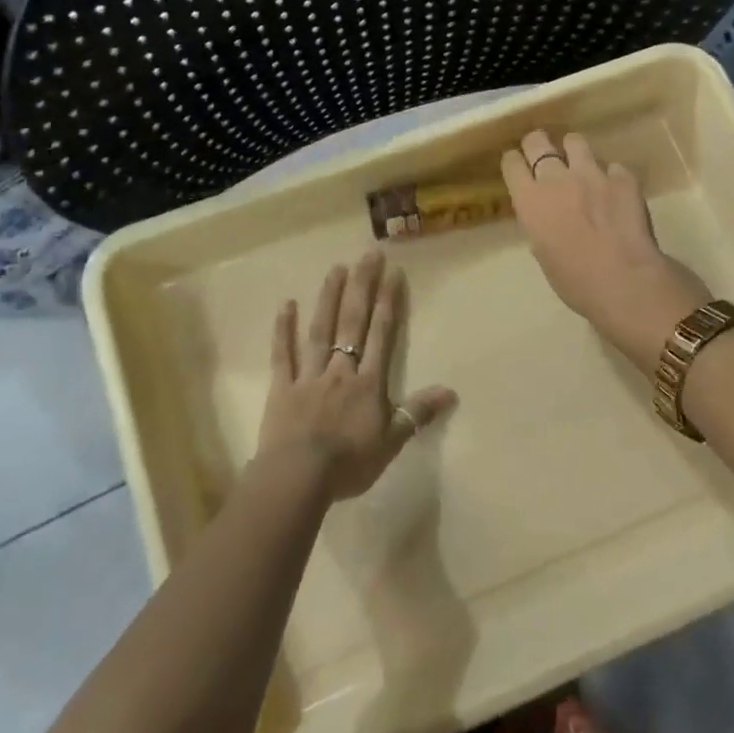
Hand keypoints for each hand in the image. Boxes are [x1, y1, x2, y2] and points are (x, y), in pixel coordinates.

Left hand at [257, 251, 457, 501]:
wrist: (299, 477)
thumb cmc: (349, 463)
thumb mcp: (391, 442)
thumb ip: (417, 413)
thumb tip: (450, 391)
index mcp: (368, 382)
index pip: (381, 334)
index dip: (388, 302)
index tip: (392, 272)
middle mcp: (340, 369)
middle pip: (353, 322)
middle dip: (362, 287)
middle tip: (368, 255)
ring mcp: (309, 375)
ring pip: (320, 330)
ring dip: (329, 298)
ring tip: (336, 268)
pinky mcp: (283, 387)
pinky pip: (283, 355)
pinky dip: (283, 329)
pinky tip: (286, 304)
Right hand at [501, 130, 710, 374]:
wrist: (624, 280)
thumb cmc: (574, 280)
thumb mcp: (543, 253)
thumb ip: (540, 225)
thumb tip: (546, 219)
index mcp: (530, 200)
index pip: (511, 163)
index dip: (515, 163)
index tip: (520, 169)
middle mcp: (556, 178)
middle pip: (537, 141)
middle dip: (538, 144)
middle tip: (545, 155)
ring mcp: (592, 173)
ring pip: (575, 141)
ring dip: (575, 152)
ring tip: (581, 167)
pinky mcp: (623, 177)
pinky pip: (613, 166)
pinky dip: (611, 177)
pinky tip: (616, 194)